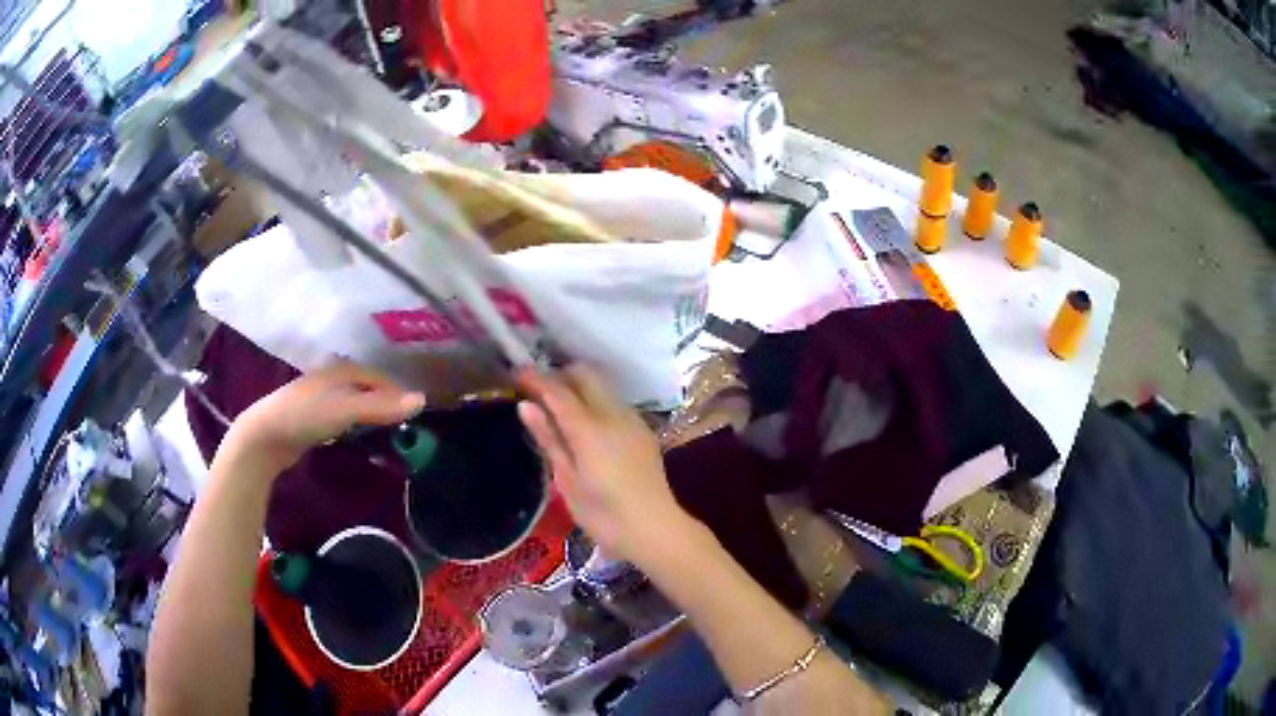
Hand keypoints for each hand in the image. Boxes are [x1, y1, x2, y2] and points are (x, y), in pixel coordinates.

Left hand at [228, 362, 424, 470]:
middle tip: (401, 424)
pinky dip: (352, 423)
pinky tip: (355, 435)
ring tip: (384, 431)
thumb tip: (423, 400)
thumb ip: (382, 406)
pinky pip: (340, 415)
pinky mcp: (309, 417)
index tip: (412, 412)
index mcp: (340, 370)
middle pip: (365, 387)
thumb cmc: (307, 416)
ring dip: (368, 413)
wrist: (265, 435)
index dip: (396, 392)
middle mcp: (330, 378)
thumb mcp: (347, 410)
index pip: (377, 377)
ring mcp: (318, 397)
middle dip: (383, 402)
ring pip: (351, 401)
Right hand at [516, 365, 692, 563]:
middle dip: (560, 375)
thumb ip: (548, 438)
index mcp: (589, 428)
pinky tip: (586, 424)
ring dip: (579, 386)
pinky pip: (615, 402)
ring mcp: (632, 419)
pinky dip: (596, 401)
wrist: (653, 528)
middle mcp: (613, 414)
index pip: (558, 390)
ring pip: (603, 386)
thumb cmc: (602, 513)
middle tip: (538, 390)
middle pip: (585, 375)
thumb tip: (526, 405)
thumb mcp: (566, 480)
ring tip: (558, 406)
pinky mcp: (643, 429)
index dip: (535, 379)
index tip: (516, 375)